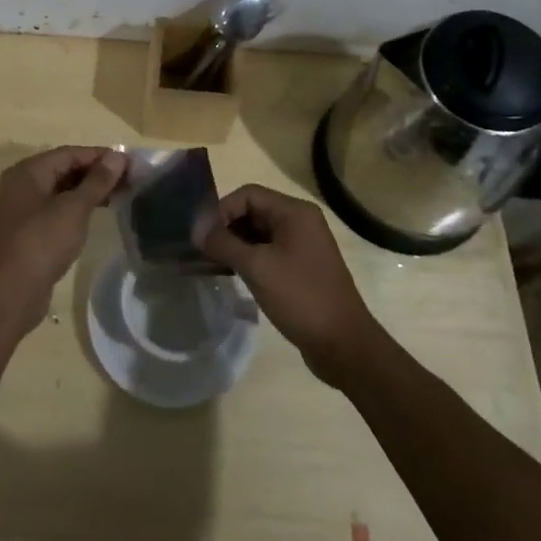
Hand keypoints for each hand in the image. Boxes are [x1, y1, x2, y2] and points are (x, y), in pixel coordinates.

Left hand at [0, 146, 126, 337]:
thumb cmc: (41, 243)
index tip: (130, 164)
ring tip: (120, 196)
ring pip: (61, 191)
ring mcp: (23, 210)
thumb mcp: (74, 209)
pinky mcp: (28, 233)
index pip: (70, 153)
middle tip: (130, 181)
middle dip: (96, 174)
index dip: (101, 156)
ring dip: (89, 192)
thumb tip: (118, 156)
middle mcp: (22, 185)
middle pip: (65, 170)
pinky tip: (97, 216)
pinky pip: (57, 211)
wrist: (7, 295)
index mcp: (28, 171)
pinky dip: (77, 209)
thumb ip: (97, 181)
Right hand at [199, 184, 384, 382]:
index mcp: (294, 212)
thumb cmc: (301, 297)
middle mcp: (300, 222)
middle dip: (226, 227)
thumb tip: (196, 230)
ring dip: (234, 244)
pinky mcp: (301, 268)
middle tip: (202, 249)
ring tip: (211, 262)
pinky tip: (231, 273)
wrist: (344, 346)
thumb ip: (224, 244)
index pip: (248, 194)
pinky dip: (248, 258)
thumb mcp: (257, 267)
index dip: (221, 210)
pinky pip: (268, 252)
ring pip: (258, 233)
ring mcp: (302, 245)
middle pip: (253, 211)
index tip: (202, 235)